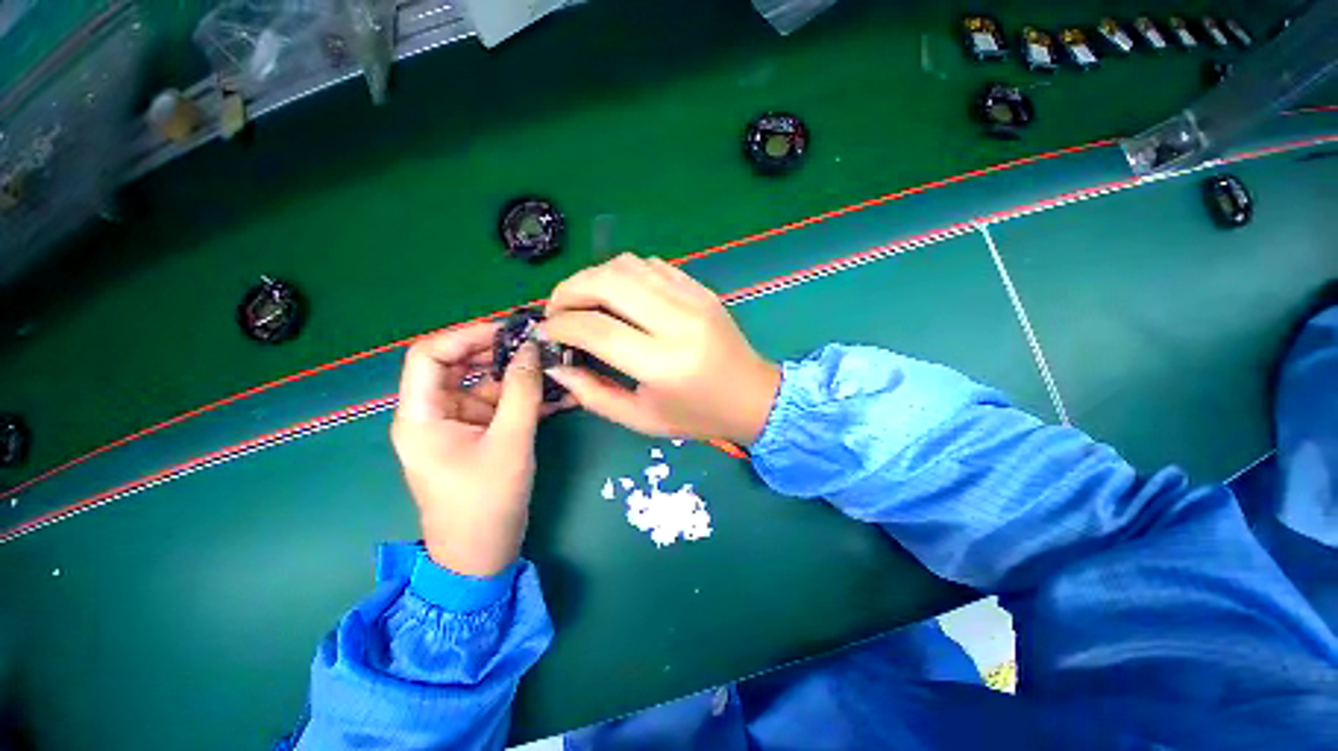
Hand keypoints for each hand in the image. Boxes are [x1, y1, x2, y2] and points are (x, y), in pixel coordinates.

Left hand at [390, 323, 563, 577]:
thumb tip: (532, 349)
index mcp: (421, 415)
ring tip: (556, 367)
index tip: (509, 332)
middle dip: (499, 353)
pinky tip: (557, 395)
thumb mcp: (510, 442)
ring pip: (486, 386)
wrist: (483, 555)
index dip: (467, 336)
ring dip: (520, 377)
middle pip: (461, 366)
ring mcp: (459, 425)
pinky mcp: (480, 436)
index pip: (430, 355)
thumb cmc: (486, 502)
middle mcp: (435, 414)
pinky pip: (501, 406)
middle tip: (538, 346)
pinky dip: (526, 399)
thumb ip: (522, 392)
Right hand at [540, 254, 780, 445]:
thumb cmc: (697, 416)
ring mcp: (693, 299)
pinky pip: (651, 266)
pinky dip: (623, 274)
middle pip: (607, 282)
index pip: (596, 328)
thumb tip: (555, 364)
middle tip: (557, 311)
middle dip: (568, 290)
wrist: (753, 396)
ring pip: (627, 265)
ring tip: (582, 301)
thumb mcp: (642, 419)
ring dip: (593, 277)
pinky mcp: (701, 289)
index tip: (544, 332)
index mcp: (663, 363)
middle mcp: (677, 322)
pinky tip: (617, 295)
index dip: (560, 325)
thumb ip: (593, 394)